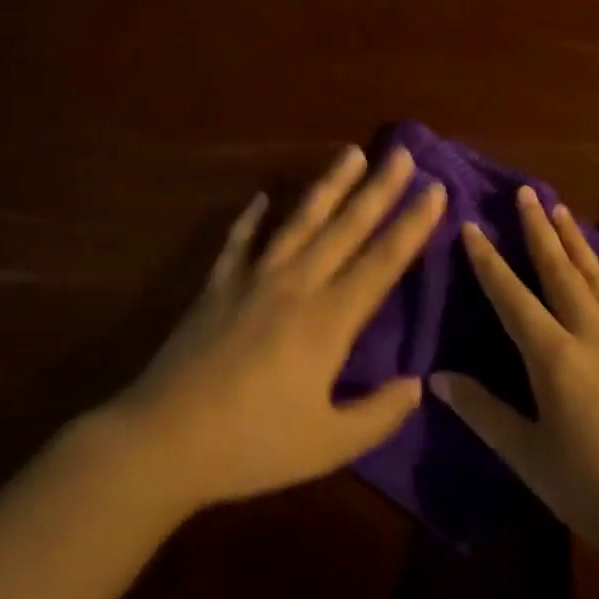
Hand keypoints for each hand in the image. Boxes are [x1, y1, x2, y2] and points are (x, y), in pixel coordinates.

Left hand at [104, 145, 445, 513]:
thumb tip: (417, 384)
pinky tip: (262, 197)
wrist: (162, 441)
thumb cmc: (252, 446)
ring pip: (300, 221)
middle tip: (403, 151)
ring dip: (329, 185)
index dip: (412, 224)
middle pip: (346, 227)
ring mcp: (253, 279)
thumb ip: (378, 414)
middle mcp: (296, 286)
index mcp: (328, 321)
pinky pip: (239, 241)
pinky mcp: (217, 286)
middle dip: (379, 188)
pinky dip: (251, 218)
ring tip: (351, 153)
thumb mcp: (326, 446)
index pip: (381, 261)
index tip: (435, 188)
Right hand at [432, 186, 598, 571]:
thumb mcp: (528, 457)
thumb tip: (437, 377)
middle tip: (525, 192)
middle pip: (559, 271)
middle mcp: (593, 335)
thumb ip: (482, 411)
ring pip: (597, 277)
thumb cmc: (593, 491)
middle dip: (538, 229)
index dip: (488, 261)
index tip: (471, 226)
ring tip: (560, 210)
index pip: (512, 297)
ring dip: (576, 242)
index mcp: (555, 359)